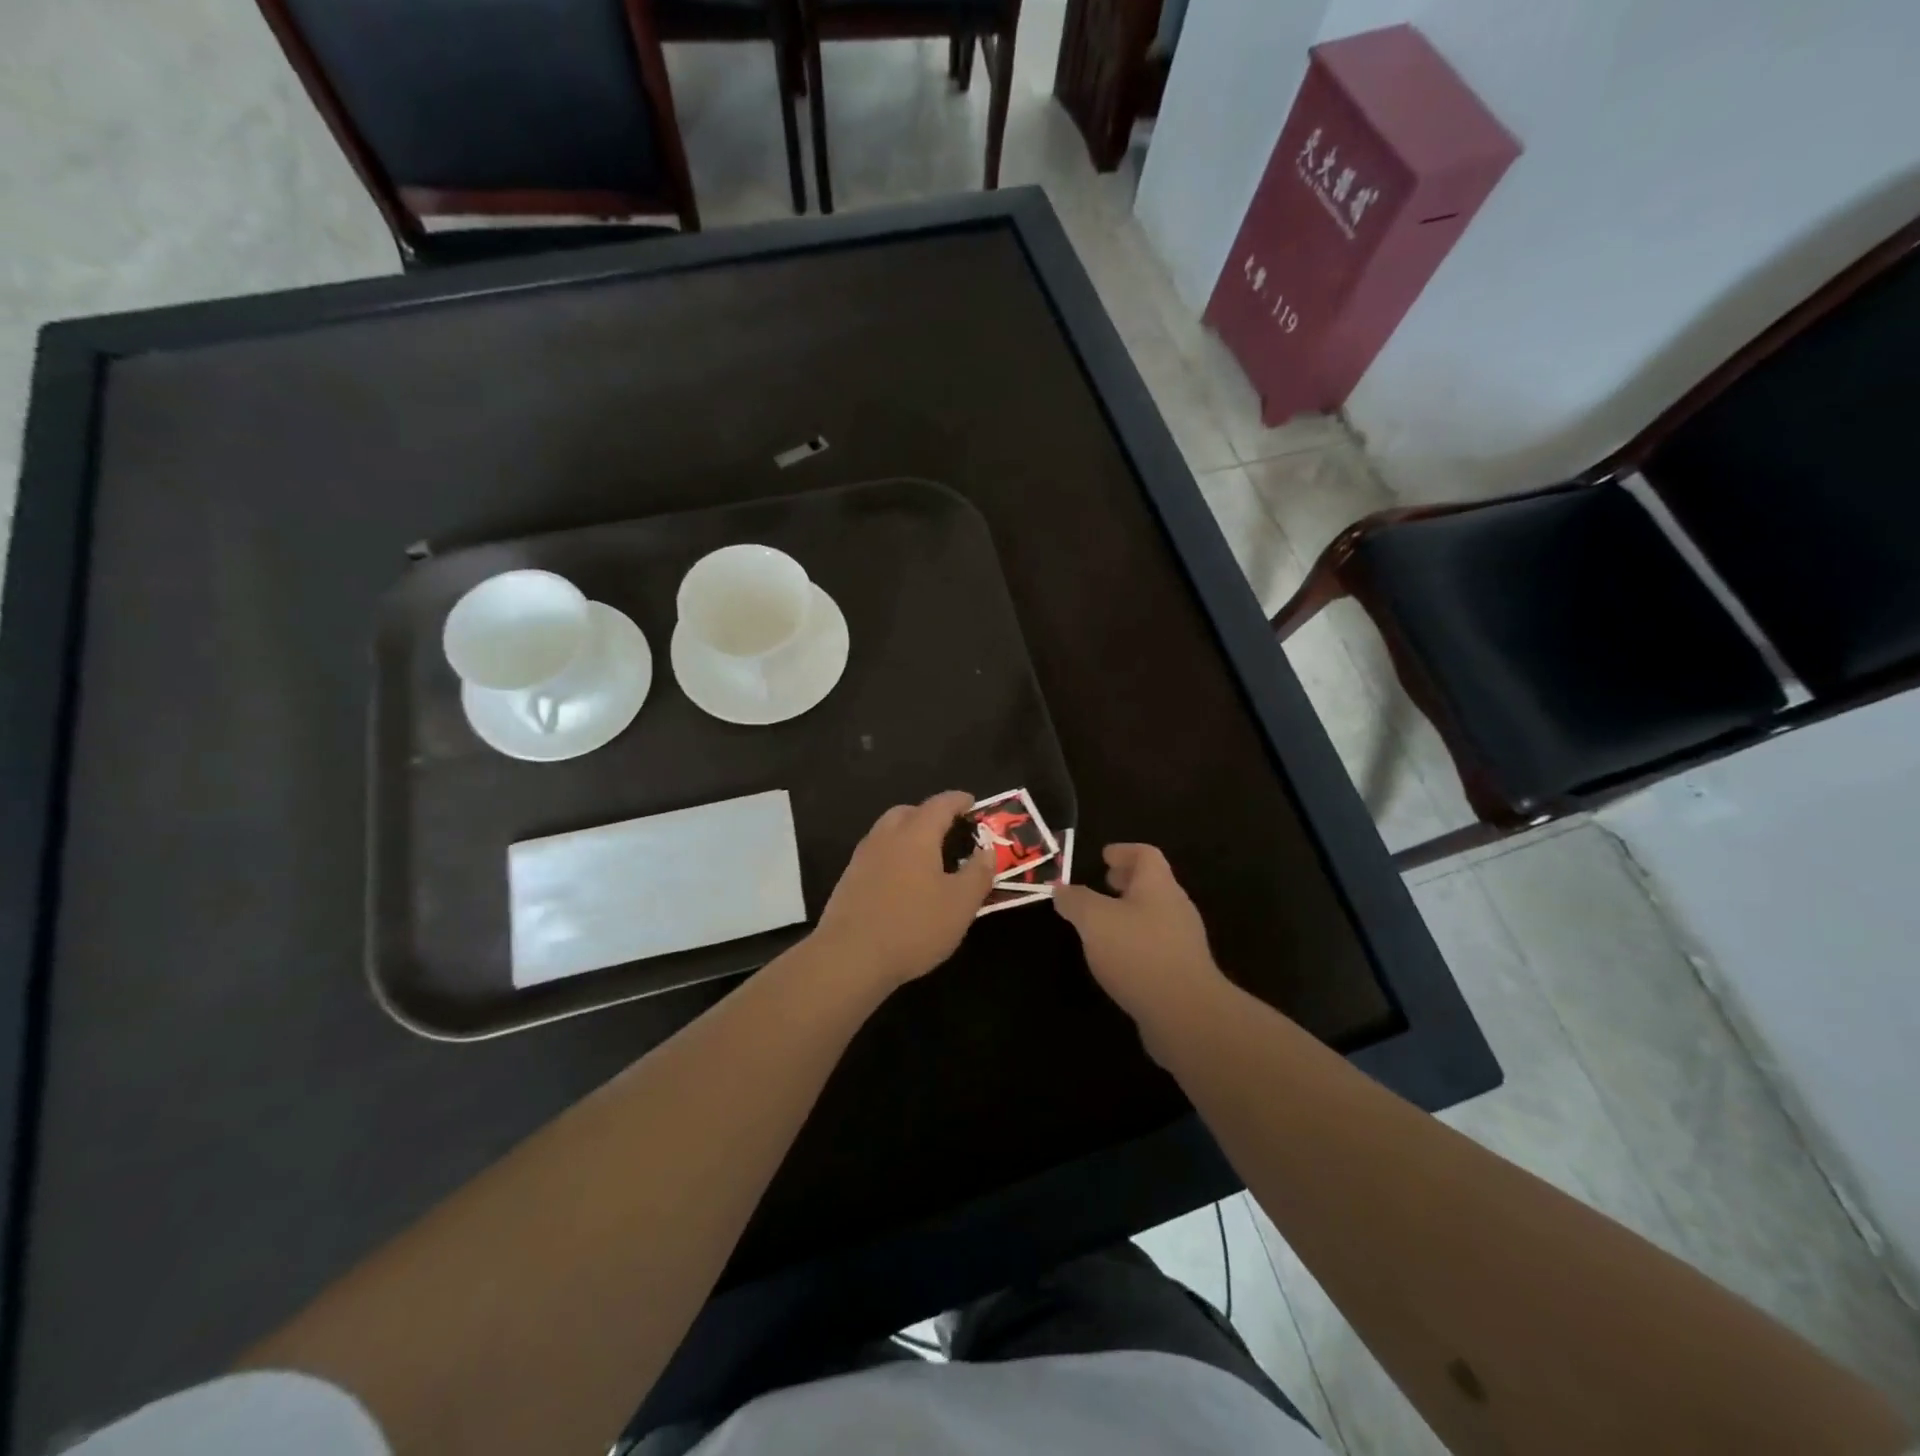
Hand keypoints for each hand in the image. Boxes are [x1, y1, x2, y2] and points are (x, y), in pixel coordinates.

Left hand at [814, 791, 994, 991]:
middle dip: (930, 815)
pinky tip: (903, 883)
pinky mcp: (848, 881)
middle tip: (949, 831)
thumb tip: (988, 850)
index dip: (958, 801)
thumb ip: (978, 873)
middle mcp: (886, 837)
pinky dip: (893, 857)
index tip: (972, 803)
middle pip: (908, 812)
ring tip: (928, 858)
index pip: (940, 804)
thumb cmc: (913, 926)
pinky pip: (876, 855)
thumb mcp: (960, 904)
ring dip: (908, 835)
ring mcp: (862, 858)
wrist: (850, 957)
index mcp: (916, 835)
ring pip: (888, 832)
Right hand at [1054, 844, 1228, 1030]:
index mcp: (1158, 886)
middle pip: (1153, 884)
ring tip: (1103, 922)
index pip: (1145, 854)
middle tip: (1104, 882)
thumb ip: (1075, 901)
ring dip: (1130, 912)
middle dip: (1127, 881)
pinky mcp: (1182, 972)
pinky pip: (1156, 944)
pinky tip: (1117, 957)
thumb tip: (1061, 889)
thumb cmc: (1138, 953)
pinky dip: (1135, 940)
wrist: (1185, 1013)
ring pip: (1154, 915)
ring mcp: (1183, 941)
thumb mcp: (1094, 920)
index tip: (1104, 855)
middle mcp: (1176, 908)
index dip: (1124, 850)